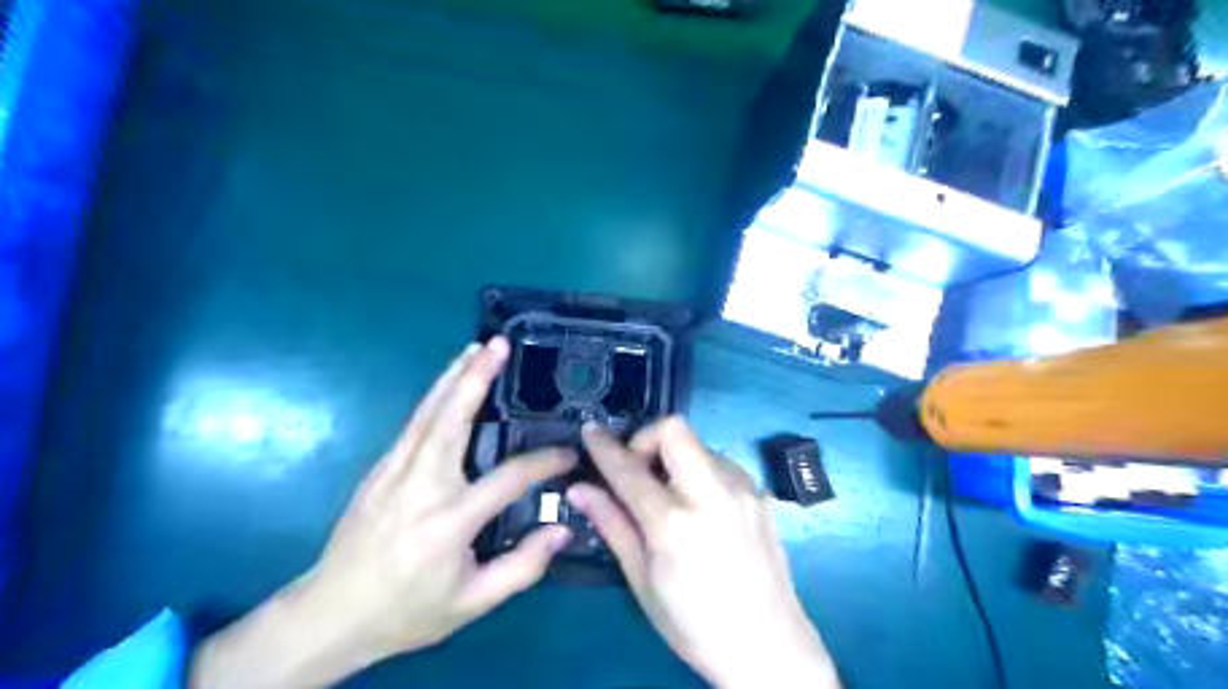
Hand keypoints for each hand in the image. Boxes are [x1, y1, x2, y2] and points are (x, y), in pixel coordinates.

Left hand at [190, 340, 576, 688]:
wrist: (330, 616)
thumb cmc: (407, 611)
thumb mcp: (472, 603)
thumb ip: (523, 567)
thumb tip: (562, 529)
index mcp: (448, 521)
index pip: (508, 477)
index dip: (544, 462)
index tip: (569, 455)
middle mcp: (420, 486)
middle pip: (452, 420)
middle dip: (476, 378)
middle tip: (499, 346)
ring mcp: (393, 472)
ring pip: (428, 413)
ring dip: (453, 377)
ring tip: (477, 348)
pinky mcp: (379, 469)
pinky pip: (414, 424)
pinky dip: (436, 397)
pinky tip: (449, 384)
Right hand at [568, 420, 840, 688]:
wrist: (769, 647)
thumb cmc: (694, 624)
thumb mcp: (642, 581)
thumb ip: (612, 525)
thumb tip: (580, 488)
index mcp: (675, 524)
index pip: (629, 470)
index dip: (604, 447)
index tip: (590, 431)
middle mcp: (713, 495)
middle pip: (674, 429)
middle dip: (646, 438)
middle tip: (637, 469)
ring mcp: (743, 490)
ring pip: (699, 444)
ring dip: (674, 457)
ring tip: (669, 495)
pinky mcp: (761, 493)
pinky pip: (721, 464)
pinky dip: (700, 472)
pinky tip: (700, 507)